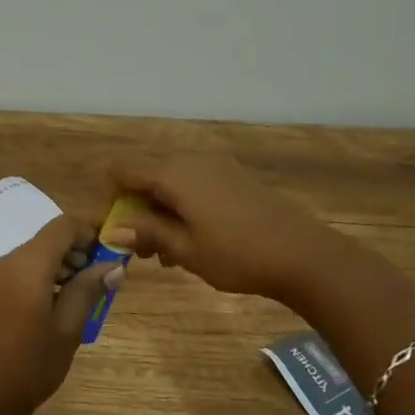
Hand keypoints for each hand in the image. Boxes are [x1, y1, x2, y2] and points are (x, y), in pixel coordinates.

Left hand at [0, 215, 121, 414]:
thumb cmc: (32, 364)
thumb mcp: (68, 327)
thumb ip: (89, 289)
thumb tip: (114, 265)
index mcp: (28, 265)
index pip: (63, 226)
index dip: (90, 231)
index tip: (113, 252)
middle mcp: (8, 261)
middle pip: (49, 239)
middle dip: (79, 250)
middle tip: (103, 278)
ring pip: (36, 254)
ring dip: (63, 264)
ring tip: (85, 294)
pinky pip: (23, 271)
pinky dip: (45, 276)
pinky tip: (59, 304)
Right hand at [109, 154, 354, 305]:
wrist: (303, 254)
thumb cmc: (237, 255)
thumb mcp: (185, 250)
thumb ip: (146, 233)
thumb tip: (112, 229)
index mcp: (173, 173)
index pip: (123, 168)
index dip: (111, 196)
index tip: (117, 229)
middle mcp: (191, 160)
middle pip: (146, 171)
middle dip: (135, 206)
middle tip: (141, 247)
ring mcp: (215, 166)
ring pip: (170, 180)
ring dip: (158, 209)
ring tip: (165, 252)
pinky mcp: (233, 177)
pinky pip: (193, 183)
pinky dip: (181, 205)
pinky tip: (191, 240)